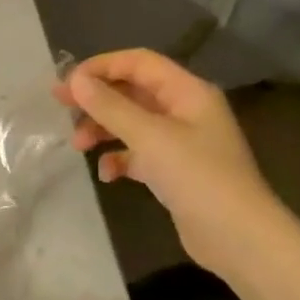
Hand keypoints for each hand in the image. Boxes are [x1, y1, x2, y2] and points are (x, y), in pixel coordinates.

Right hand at [54, 49, 283, 280]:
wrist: (238, 237)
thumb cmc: (197, 177)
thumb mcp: (150, 137)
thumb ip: (110, 106)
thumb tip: (75, 80)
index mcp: (187, 92)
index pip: (139, 63)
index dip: (102, 66)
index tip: (67, 83)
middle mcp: (185, 111)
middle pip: (133, 92)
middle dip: (97, 99)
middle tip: (60, 107)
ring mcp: (181, 142)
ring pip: (132, 123)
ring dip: (103, 130)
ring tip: (78, 145)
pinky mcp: (175, 171)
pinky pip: (139, 154)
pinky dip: (120, 159)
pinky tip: (108, 175)